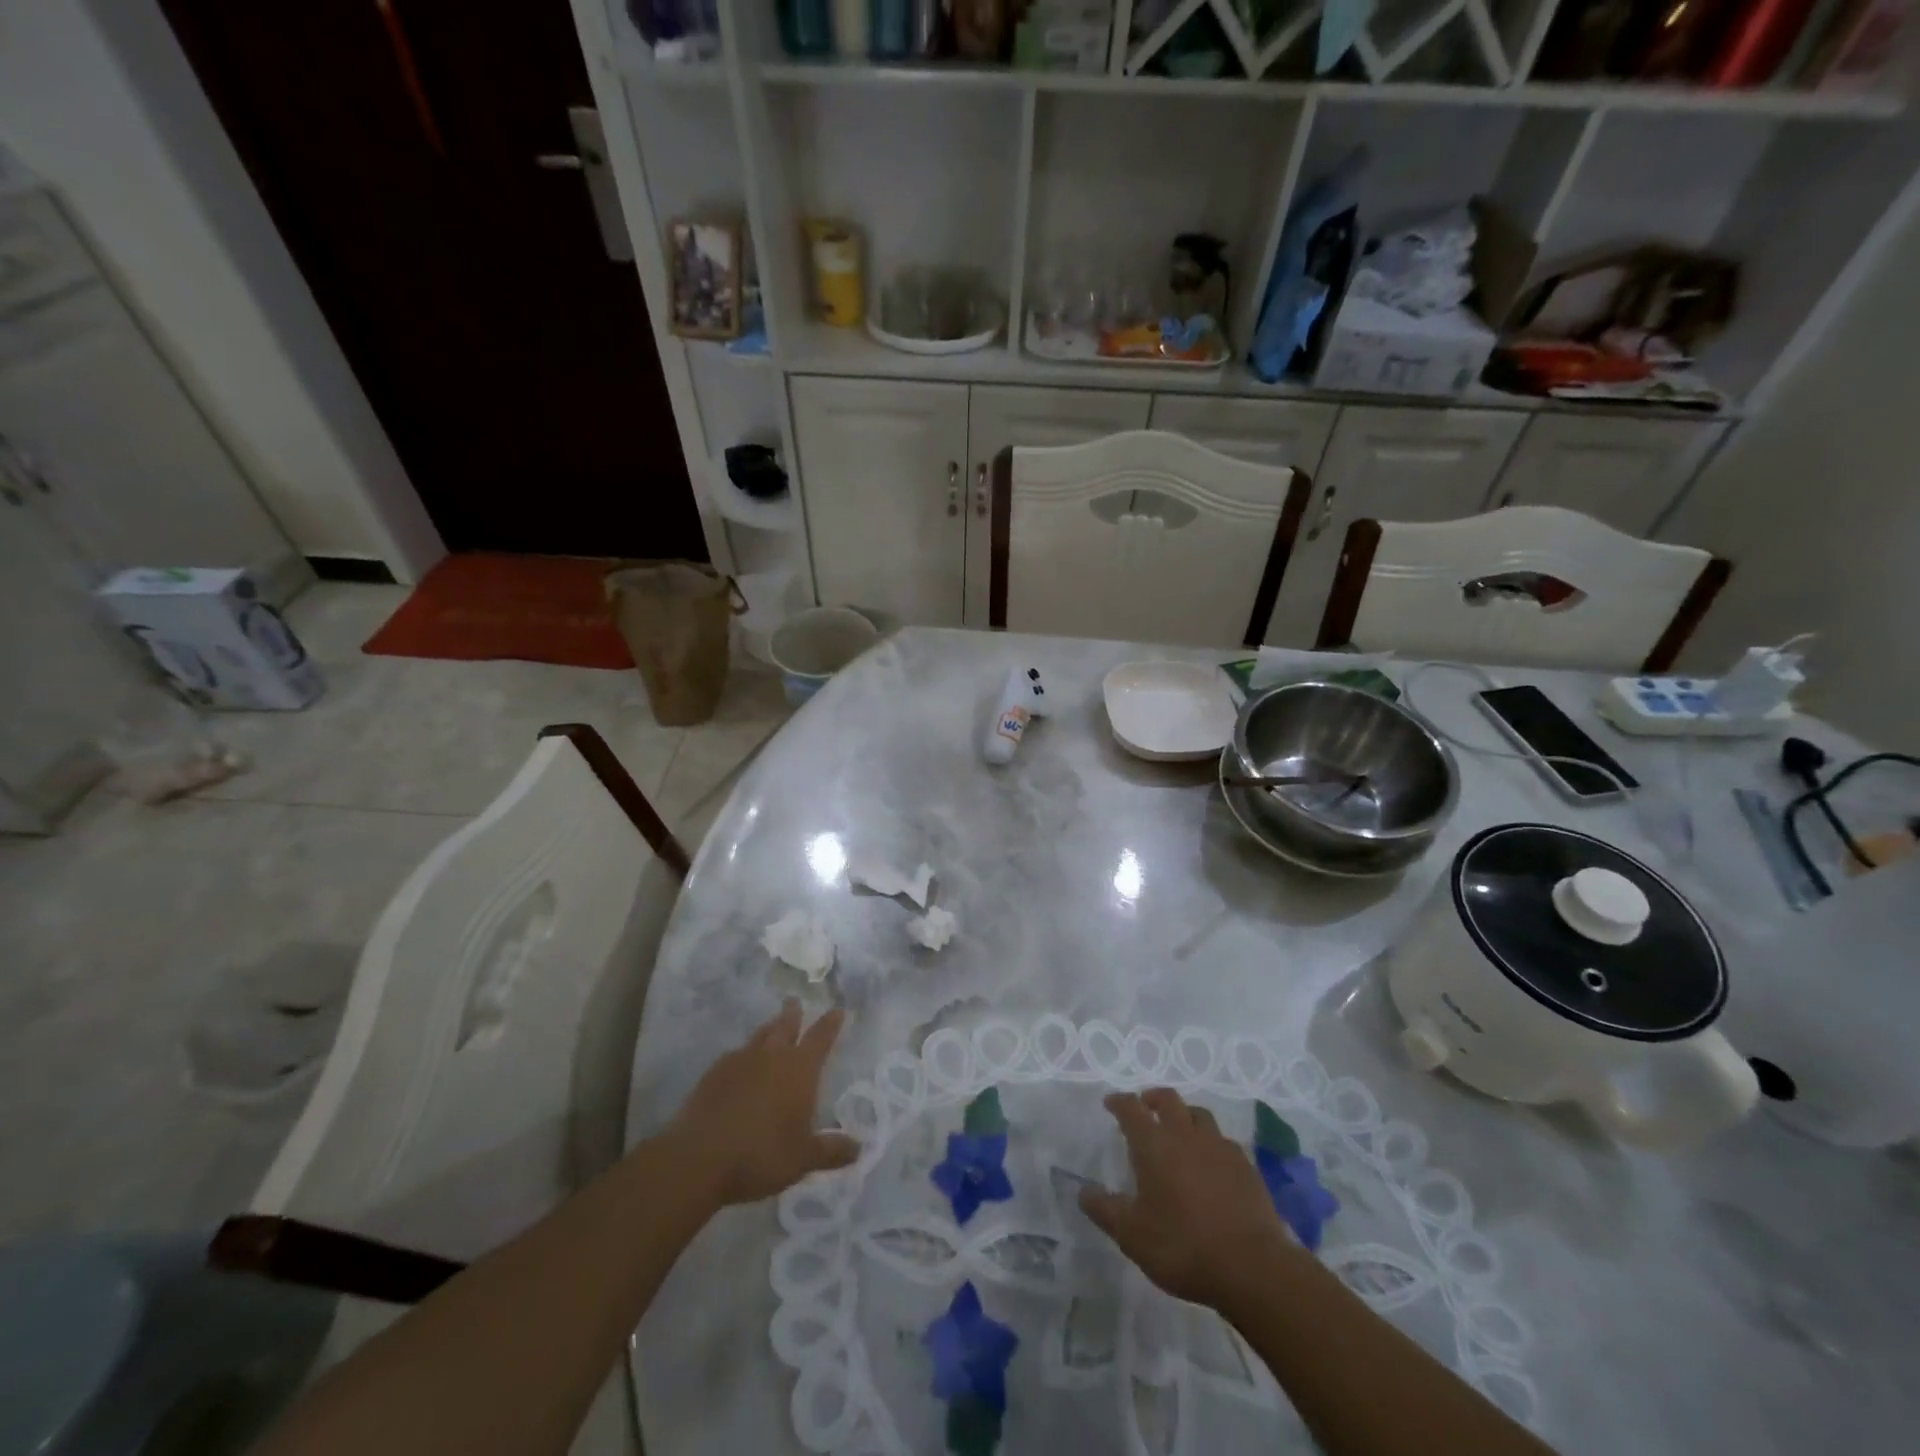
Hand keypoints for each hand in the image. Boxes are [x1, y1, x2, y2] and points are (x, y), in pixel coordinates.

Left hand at [667, 1000, 859, 1206]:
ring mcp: (739, 1062)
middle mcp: (771, 1056)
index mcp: (799, 1070)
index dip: (831, 1023)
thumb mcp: (803, 1159)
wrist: (698, 1159)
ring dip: (768, 1029)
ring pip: (758, 1036)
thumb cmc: (760, 1155)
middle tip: (794, 1001)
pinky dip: (742, 1054)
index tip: (838, 1009)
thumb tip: (860, 1148)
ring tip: (771, 1026)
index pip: (821, 1037)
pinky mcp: (712, 1074)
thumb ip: (832, 1151)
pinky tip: (739, 1064)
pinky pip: (734, 1055)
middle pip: (785, 1026)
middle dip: (793, 1013)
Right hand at [1080, 1088, 1297, 1311]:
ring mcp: (1219, 1148)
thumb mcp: (1132, 1235)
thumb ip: (1105, 1210)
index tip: (1111, 1103)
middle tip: (1145, 1106)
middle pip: (1169, 1099)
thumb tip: (1083, 1191)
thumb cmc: (1182, 1246)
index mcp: (1154, 1145)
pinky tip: (1211, 1162)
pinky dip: (1211, 1143)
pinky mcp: (1246, 1167)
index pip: (1131, 1109)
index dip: (1119, 1102)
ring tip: (1179, 1131)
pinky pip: (1224, 1141)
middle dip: (1153, 1098)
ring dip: (1185, 1116)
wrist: (1251, 1266)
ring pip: (1199, 1115)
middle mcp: (1186, 1135)